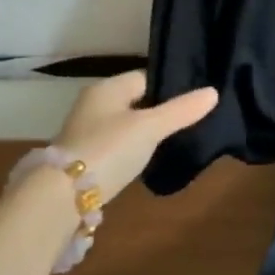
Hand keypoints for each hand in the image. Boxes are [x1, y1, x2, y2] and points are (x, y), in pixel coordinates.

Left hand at [55, 71, 217, 204]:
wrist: (60, 198)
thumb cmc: (108, 149)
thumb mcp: (151, 127)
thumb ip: (182, 110)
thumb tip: (214, 92)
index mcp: (108, 88)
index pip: (146, 77)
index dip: (170, 86)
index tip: (194, 98)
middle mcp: (93, 104)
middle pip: (135, 101)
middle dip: (158, 110)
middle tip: (188, 120)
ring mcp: (85, 133)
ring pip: (125, 125)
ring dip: (143, 132)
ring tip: (172, 141)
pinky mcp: (82, 160)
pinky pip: (115, 146)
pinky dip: (130, 151)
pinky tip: (145, 161)